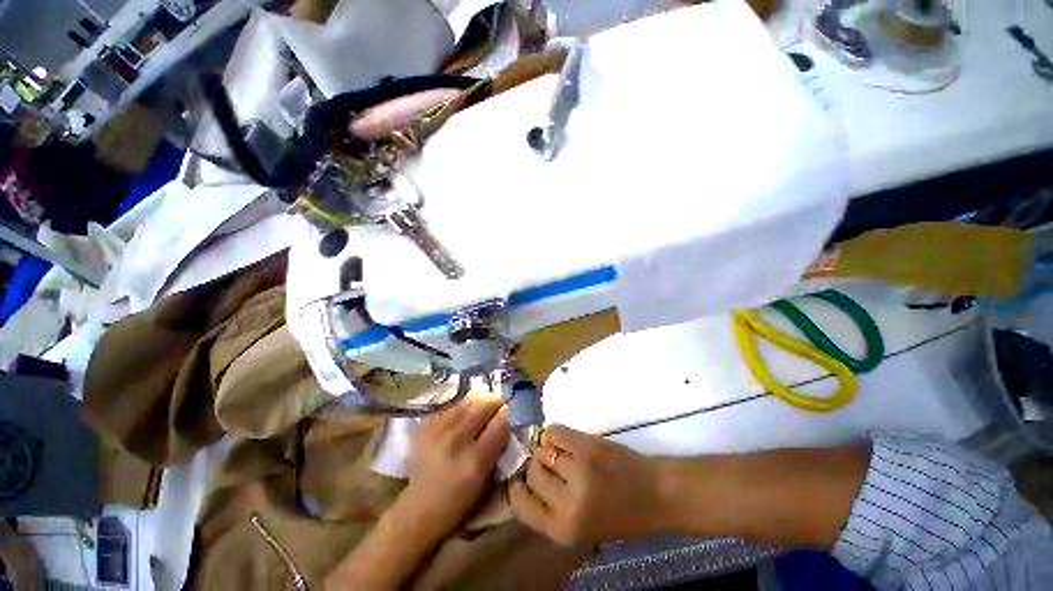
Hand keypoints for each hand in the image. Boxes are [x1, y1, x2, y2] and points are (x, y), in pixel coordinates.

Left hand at [401, 396, 508, 536]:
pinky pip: (449, 407)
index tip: (513, 407)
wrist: (419, 507)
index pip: (499, 424)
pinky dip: (461, 407)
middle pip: (482, 408)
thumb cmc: (458, 498)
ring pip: (465, 403)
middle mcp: (455, 441)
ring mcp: (436, 431)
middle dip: (495, 400)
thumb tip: (507, 418)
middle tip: (501, 400)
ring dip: (478, 401)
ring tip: (483, 403)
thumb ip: (497, 446)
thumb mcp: (484, 477)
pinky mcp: (423, 427)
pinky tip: (464, 412)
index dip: (508, 413)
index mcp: (475, 460)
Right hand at [509, 425, 667, 546]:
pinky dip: (557, 433)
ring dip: (548, 449)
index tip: (522, 479)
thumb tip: (524, 481)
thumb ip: (552, 510)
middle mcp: (567, 504)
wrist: (657, 494)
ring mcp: (578, 471)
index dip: (518, 488)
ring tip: (565, 454)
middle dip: (538, 465)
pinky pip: (554, 431)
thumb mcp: (581, 528)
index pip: (521, 505)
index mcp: (564, 530)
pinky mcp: (587, 446)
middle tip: (552, 464)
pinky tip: (568, 440)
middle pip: (532, 472)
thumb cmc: (620, 514)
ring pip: (542, 451)